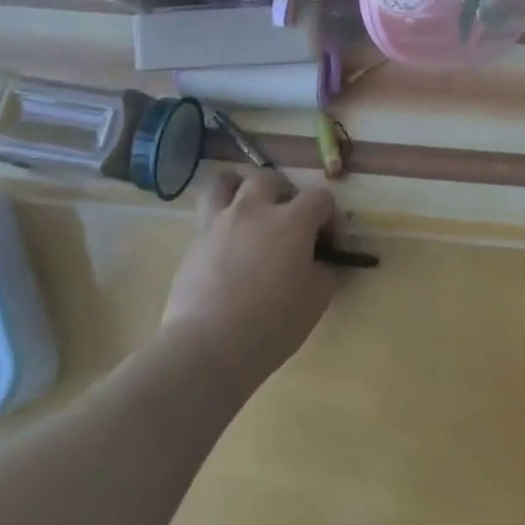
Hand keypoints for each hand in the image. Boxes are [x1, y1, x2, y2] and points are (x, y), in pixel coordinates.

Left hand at [160, 169, 340, 384]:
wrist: (208, 346)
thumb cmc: (272, 324)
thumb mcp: (316, 300)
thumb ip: (324, 271)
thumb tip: (318, 263)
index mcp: (292, 221)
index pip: (320, 198)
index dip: (330, 216)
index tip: (331, 242)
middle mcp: (255, 210)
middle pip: (271, 179)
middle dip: (285, 193)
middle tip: (288, 221)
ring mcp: (219, 221)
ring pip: (227, 182)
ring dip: (241, 188)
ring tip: (248, 209)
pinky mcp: (193, 240)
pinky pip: (207, 212)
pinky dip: (219, 216)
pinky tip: (226, 241)